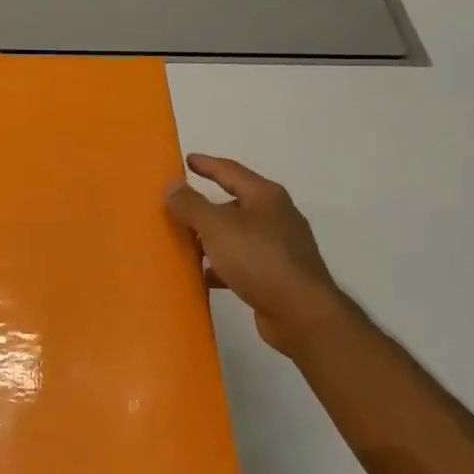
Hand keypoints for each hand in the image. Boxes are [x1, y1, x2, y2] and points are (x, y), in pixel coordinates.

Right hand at [165, 154, 342, 358]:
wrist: (301, 312)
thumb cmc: (259, 260)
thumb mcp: (217, 227)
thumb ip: (191, 205)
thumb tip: (172, 185)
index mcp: (265, 196)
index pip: (230, 171)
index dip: (206, 164)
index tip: (187, 160)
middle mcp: (276, 216)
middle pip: (234, 203)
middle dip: (206, 206)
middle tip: (178, 207)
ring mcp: (279, 247)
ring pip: (237, 235)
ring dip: (211, 238)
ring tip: (185, 244)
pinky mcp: (277, 274)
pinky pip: (242, 262)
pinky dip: (222, 266)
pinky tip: (204, 276)